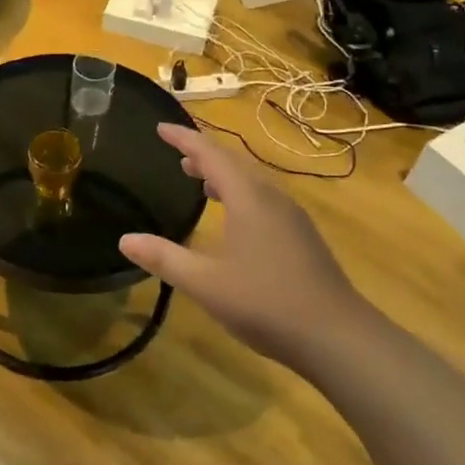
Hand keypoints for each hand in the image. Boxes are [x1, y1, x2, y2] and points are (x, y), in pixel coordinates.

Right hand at [120, 124, 370, 372]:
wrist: (339, 338)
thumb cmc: (267, 303)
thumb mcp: (205, 283)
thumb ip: (165, 258)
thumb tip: (125, 239)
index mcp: (247, 198)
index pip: (209, 154)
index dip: (183, 138)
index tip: (161, 126)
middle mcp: (271, 198)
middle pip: (233, 163)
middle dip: (203, 154)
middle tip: (176, 152)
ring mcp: (292, 218)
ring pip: (251, 182)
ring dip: (222, 175)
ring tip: (199, 181)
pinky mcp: (302, 238)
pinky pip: (263, 200)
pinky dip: (239, 194)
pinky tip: (234, 220)